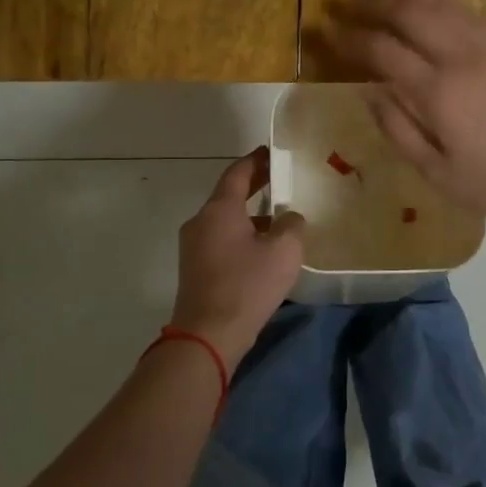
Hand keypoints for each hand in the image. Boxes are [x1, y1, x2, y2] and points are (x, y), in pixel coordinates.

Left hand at [169, 148, 304, 371]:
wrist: (208, 335)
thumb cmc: (247, 285)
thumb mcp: (283, 251)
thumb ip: (291, 225)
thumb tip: (289, 218)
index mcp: (219, 210)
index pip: (237, 173)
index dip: (256, 160)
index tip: (272, 151)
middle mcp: (201, 222)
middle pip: (229, 195)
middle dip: (254, 185)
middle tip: (279, 178)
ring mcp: (194, 246)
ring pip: (225, 220)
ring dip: (249, 215)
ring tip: (278, 217)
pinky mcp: (195, 268)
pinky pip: (221, 240)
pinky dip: (241, 235)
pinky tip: (262, 249)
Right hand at [311, 0, 485, 231]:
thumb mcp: (437, 172)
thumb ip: (398, 130)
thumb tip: (368, 93)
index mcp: (438, 92)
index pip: (382, 51)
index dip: (349, 38)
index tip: (325, 31)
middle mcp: (460, 58)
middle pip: (409, 13)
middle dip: (372, 2)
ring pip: (440, 3)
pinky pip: (468, 9)